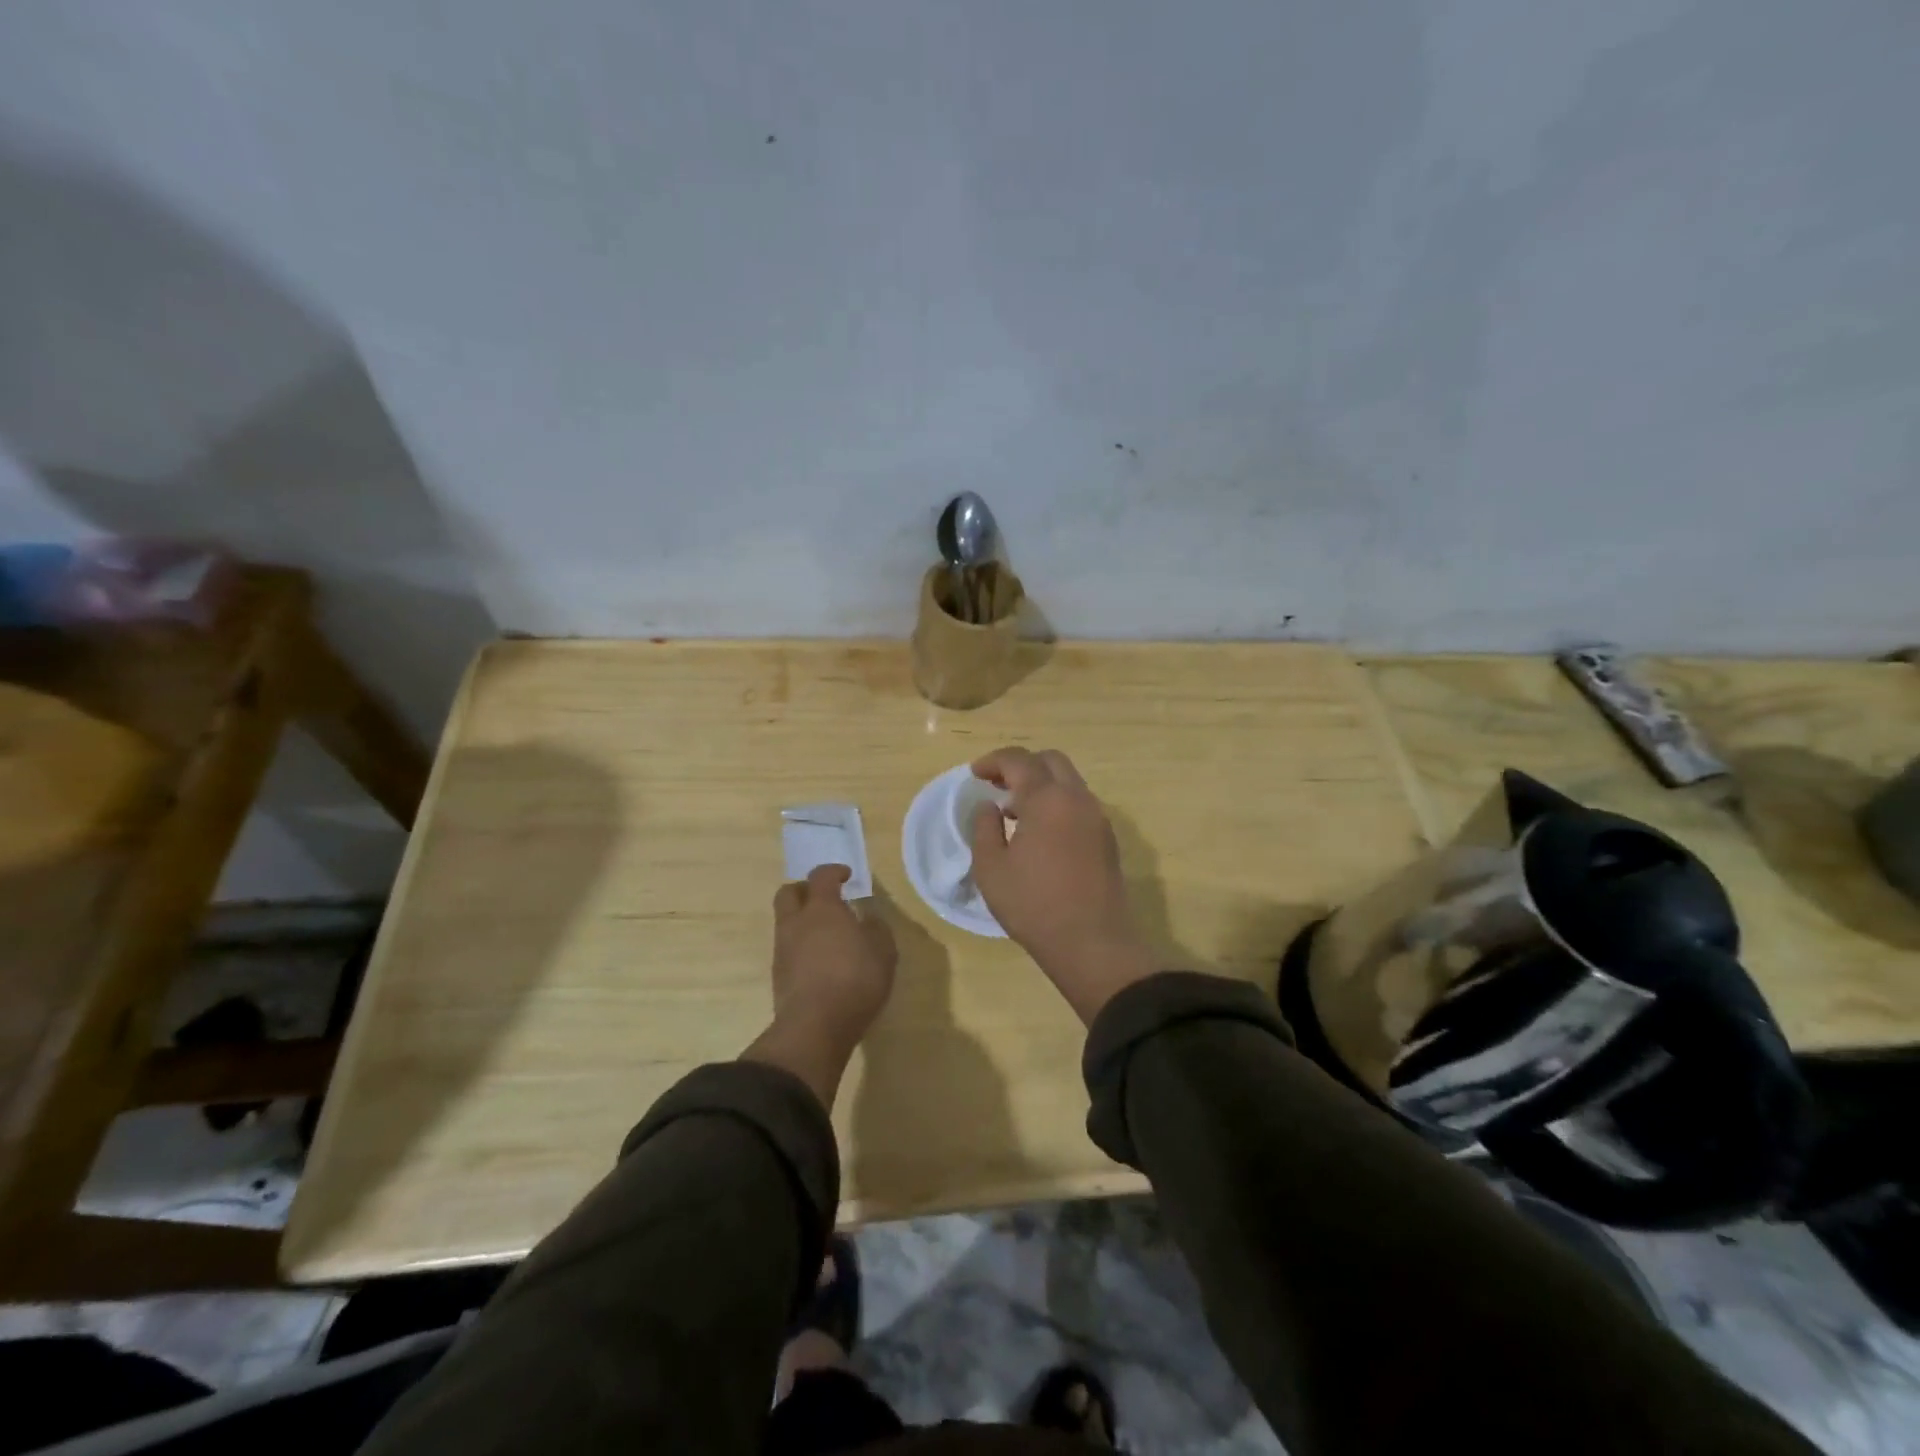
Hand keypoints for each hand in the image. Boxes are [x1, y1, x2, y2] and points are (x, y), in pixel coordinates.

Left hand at [743, 865, 897, 1107]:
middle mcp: (796, 922)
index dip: (834, 872)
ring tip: (826, 935)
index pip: (821, 876)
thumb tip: (867, 918)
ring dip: (802, 921)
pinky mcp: (778, 974)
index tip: (847, 876)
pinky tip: (819, 961)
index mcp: (822, 908)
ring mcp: (783, 948)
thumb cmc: (855, 980)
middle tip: (825, 899)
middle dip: (805, 890)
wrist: (815, 1026)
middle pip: (789, 892)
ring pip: (786, 921)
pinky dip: (801, 946)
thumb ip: (876, 928)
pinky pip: (787, 948)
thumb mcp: (883, 951)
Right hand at [969, 748, 1157, 1023]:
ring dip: (1041, 784)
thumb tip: (990, 807)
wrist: (1093, 942)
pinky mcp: (1107, 838)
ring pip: (1069, 781)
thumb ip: (985, 828)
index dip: (993, 761)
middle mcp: (1077, 798)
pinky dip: (1057, 802)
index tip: (975, 774)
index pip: (1019, 760)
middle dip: (1021, 764)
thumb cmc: (1034, 905)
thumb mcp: (991, 868)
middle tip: (997, 784)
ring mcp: (1097, 817)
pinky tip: (1040, 831)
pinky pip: (1079, 803)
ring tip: (1014, 810)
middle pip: (1050, 760)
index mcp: (1047, 799)